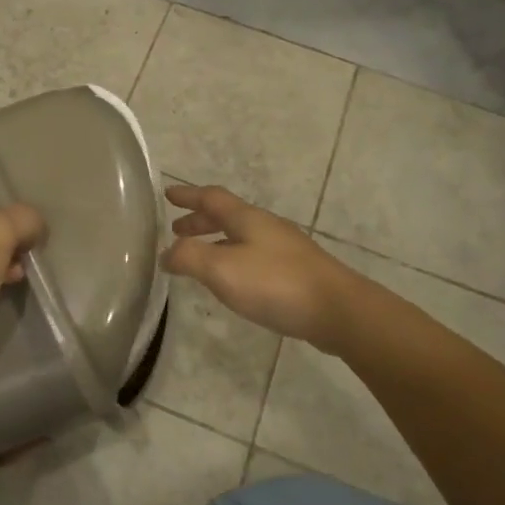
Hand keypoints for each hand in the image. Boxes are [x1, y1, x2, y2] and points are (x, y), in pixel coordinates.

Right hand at [163, 184, 359, 352]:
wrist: (338, 310)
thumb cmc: (275, 283)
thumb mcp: (222, 269)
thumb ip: (189, 258)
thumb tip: (166, 253)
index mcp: (247, 219)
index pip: (211, 198)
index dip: (189, 196)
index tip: (168, 194)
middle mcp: (267, 227)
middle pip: (228, 216)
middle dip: (200, 221)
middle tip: (177, 231)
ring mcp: (285, 249)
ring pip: (242, 237)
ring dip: (217, 241)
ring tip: (199, 258)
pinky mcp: (296, 272)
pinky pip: (255, 256)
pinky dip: (234, 259)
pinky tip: (234, 281)